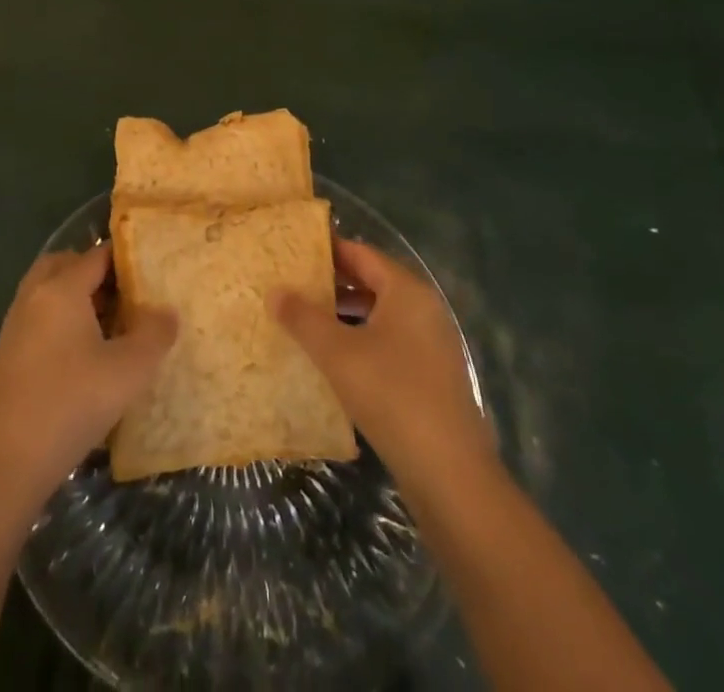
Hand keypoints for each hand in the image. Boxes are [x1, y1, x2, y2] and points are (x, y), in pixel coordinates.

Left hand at [0, 244, 175, 501]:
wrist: (7, 461)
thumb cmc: (71, 403)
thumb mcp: (129, 370)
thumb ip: (154, 334)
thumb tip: (167, 312)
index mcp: (62, 288)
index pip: (97, 254)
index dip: (126, 259)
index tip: (152, 272)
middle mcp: (35, 295)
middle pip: (66, 264)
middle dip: (96, 273)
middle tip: (126, 296)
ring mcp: (16, 324)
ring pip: (49, 291)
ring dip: (77, 297)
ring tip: (110, 326)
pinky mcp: (8, 353)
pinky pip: (40, 316)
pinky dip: (61, 320)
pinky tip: (84, 354)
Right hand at [271, 239, 488, 483]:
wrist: (449, 473)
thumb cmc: (391, 394)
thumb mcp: (337, 352)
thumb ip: (303, 318)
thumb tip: (274, 290)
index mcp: (407, 291)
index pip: (361, 254)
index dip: (327, 250)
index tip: (293, 251)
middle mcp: (425, 309)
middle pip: (373, 282)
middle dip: (333, 283)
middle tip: (293, 284)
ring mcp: (433, 345)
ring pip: (381, 315)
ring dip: (346, 315)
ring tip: (306, 320)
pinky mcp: (433, 377)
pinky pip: (391, 343)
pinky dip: (362, 341)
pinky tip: (335, 360)